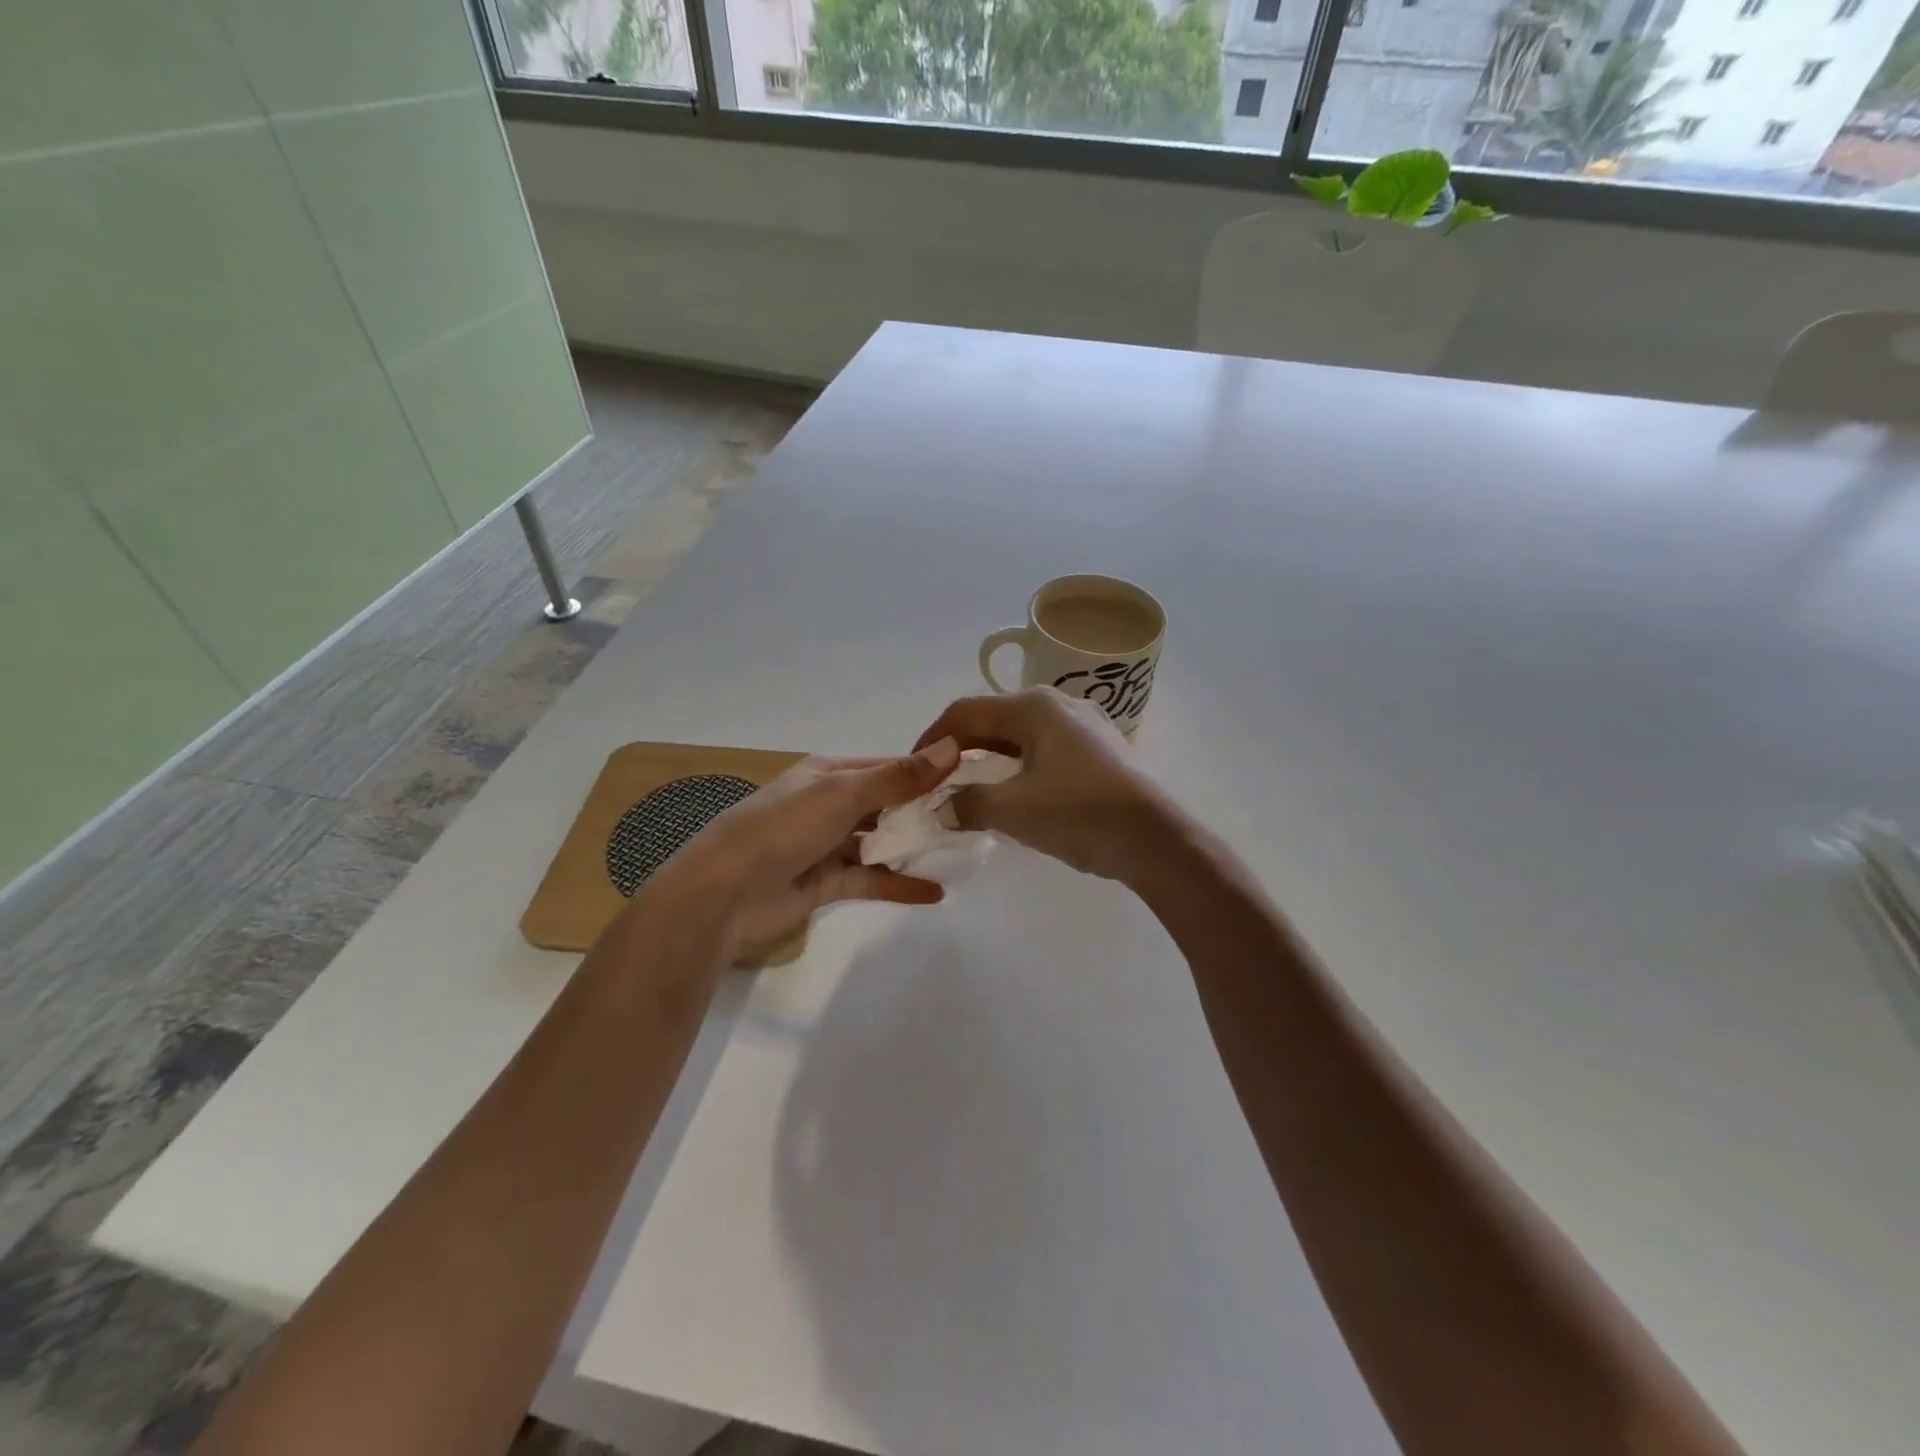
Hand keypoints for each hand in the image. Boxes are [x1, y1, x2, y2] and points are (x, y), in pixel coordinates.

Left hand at [643, 740, 961, 961]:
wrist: (724, 894)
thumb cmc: (783, 829)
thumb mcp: (843, 795)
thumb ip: (899, 778)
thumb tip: (953, 747)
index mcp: (831, 772)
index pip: (889, 765)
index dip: (928, 771)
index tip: (972, 779)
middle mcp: (831, 803)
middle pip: (888, 803)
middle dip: (926, 811)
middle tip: (975, 819)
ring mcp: (829, 844)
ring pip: (881, 841)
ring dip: (914, 847)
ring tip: (961, 852)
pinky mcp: (827, 882)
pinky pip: (872, 879)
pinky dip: (899, 884)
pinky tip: (935, 892)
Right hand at [913, 689, 1177, 883]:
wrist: (1156, 841)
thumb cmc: (1079, 814)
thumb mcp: (1012, 810)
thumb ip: (968, 804)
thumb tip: (946, 807)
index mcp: (1034, 707)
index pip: (965, 712)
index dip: (932, 737)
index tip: (913, 766)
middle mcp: (1059, 704)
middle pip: (994, 720)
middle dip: (962, 750)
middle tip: (941, 782)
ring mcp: (1085, 725)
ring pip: (1021, 736)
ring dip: (992, 761)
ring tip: (974, 791)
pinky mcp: (1101, 749)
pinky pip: (1046, 750)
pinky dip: (1021, 768)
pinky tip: (1019, 795)